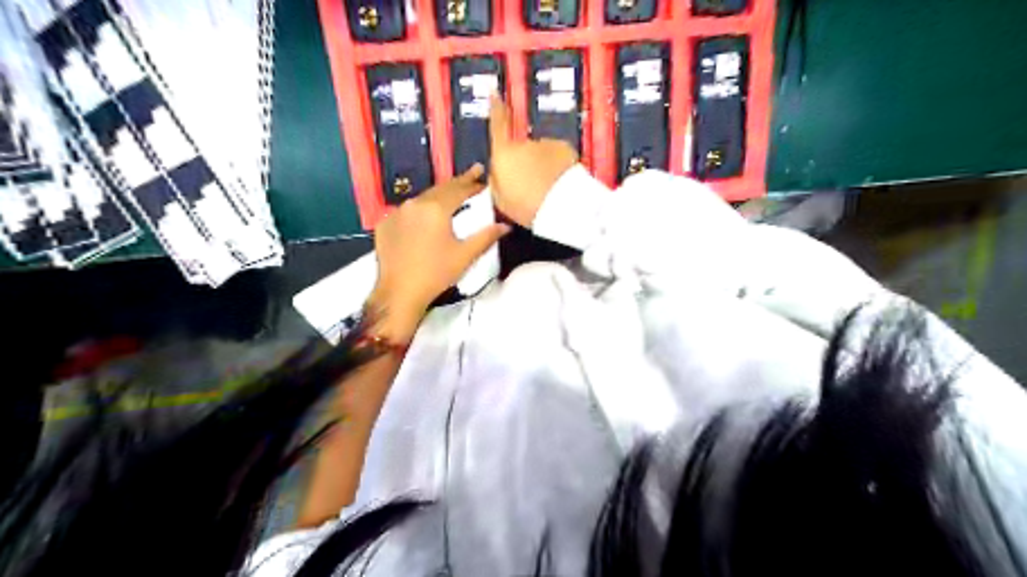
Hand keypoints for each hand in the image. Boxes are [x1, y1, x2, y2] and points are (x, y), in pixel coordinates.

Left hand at [373, 162, 511, 342]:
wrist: (399, 292)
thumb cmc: (436, 273)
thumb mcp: (465, 255)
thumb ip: (486, 237)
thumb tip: (506, 226)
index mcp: (436, 208)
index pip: (458, 189)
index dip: (472, 183)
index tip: (483, 176)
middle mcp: (415, 203)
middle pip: (440, 189)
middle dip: (457, 183)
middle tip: (472, 175)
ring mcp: (397, 213)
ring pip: (422, 198)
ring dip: (438, 195)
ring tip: (451, 195)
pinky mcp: (385, 224)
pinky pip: (407, 211)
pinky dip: (420, 210)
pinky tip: (425, 217)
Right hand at [488, 94, 576, 227]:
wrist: (562, 206)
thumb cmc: (527, 207)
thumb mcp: (501, 201)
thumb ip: (496, 182)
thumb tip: (498, 171)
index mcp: (504, 155)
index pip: (497, 126)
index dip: (496, 109)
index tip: (495, 93)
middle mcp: (524, 143)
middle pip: (521, 150)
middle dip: (525, 163)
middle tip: (531, 187)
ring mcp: (545, 143)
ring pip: (541, 154)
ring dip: (542, 167)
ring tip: (547, 189)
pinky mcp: (563, 148)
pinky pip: (557, 157)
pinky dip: (557, 167)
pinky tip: (560, 183)